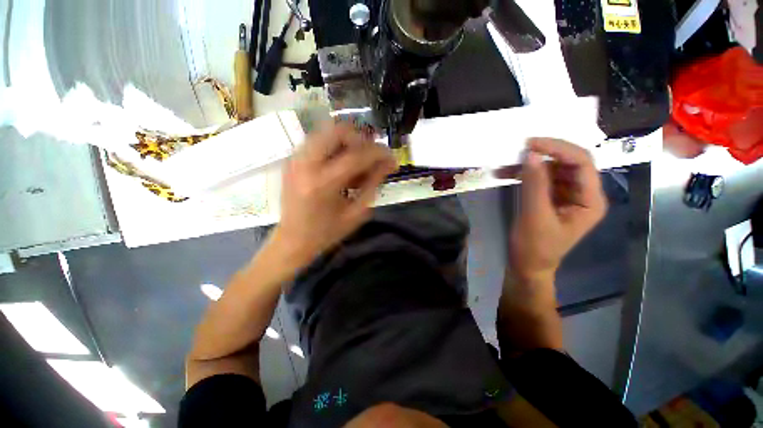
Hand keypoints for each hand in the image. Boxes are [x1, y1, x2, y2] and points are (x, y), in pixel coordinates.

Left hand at [272, 122, 397, 264]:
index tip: (392, 157)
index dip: (379, 153)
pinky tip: (342, 164)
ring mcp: (296, 159)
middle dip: (362, 139)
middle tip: (373, 154)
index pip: (357, 155)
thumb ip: (373, 184)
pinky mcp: (293, 160)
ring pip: (326, 131)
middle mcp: (306, 164)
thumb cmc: (327, 232)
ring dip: (348, 141)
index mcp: (323, 183)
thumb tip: (388, 163)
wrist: (293, 240)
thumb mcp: (356, 212)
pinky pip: (318, 141)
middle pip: (338, 131)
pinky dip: (335, 146)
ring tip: (359, 159)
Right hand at [509, 138, 606, 282]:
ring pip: (552, 169)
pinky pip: (540, 179)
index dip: (558, 148)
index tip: (530, 144)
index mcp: (590, 201)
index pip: (582, 163)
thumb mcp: (534, 216)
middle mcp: (582, 194)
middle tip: (518, 149)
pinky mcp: (550, 198)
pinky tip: (506, 174)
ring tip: (506, 165)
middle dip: (544, 154)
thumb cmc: (534, 247)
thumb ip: (534, 185)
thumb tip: (530, 154)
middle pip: (569, 162)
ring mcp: (565, 195)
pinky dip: (523, 175)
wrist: (527, 265)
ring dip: (530, 165)